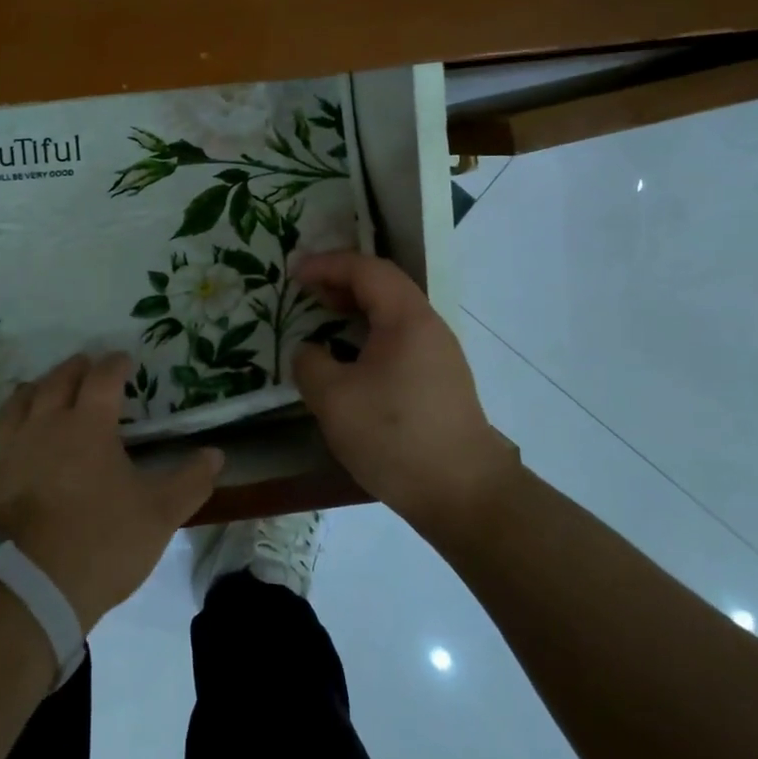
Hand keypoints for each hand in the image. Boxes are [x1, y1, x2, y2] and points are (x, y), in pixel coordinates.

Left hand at [0, 352, 222, 632]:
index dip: (115, 364)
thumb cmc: (100, 543)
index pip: (102, 378)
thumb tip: (216, 454)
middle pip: (56, 381)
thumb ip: (190, 482)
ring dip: (34, 390)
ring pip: (17, 405)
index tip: (124, 359)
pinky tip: (5, 451)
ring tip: (43, 389)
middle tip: (85, 364)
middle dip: (74, 368)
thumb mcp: (159, 515)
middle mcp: (44, 426)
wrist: (25, 588)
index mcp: (87, 425)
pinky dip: (2, 443)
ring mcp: (8, 452)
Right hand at [291, 252, 520, 530]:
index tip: (294, 274)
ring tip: (324, 319)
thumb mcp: (334, 398)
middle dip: (342, 281)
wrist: (463, 493)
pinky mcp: (441, 381)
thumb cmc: (395, 437)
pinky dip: (369, 333)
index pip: (366, 269)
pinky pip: (400, 338)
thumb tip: (310, 351)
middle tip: (306, 292)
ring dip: (356, 308)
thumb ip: (310, 363)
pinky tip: (351, 359)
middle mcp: (429, 326)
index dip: (327, 265)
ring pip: (393, 313)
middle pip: (384, 285)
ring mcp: (440, 354)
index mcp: (406, 318)